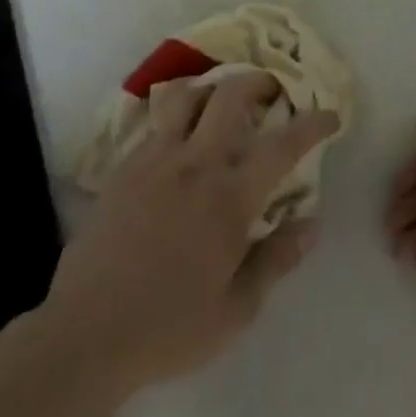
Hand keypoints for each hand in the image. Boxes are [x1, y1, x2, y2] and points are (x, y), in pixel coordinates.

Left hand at [45, 72, 338, 395]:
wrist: (86, 334)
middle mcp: (195, 163)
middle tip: (272, 91)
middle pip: (231, 95)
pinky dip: (178, 115)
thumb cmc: (168, 328)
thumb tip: (311, 225)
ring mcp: (155, 159)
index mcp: (229, 198)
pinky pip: (156, 122)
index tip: (329, 115)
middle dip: (259, 82)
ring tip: (223, 101)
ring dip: (213, 88)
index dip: (312, 124)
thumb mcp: (236, 310)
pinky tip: (180, 138)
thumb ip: (276, 260)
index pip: (282, 145)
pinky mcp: (124, 167)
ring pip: (188, 95)